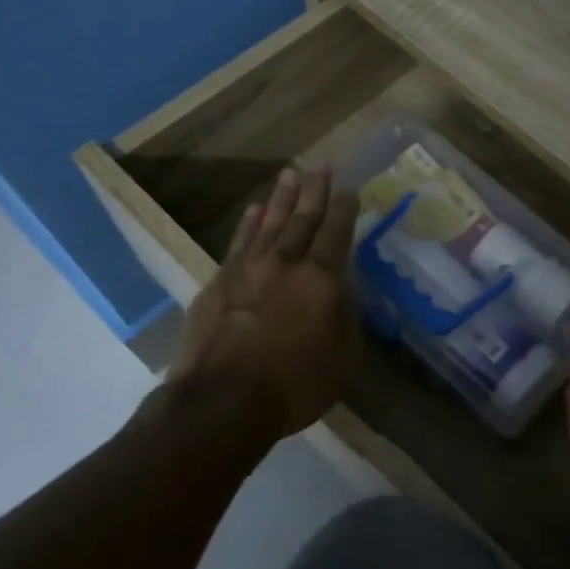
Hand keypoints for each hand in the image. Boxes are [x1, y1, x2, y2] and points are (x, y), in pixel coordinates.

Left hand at [174, 167, 360, 443]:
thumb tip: (342, 290)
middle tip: (321, 167)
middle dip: (315, 192)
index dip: (345, 209)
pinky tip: (254, 210)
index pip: (336, 233)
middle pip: (303, 219)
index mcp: (321, 279)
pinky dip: (248, 224)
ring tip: (291, 174)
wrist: (221, 401)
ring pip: (269, 223)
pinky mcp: (219, 282)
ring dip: (281, 198)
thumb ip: (344, 316)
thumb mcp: (341, 357)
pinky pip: (239, 242)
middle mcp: (286, 263)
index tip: (350, 189)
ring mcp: (248, 269)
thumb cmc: (293, 385)